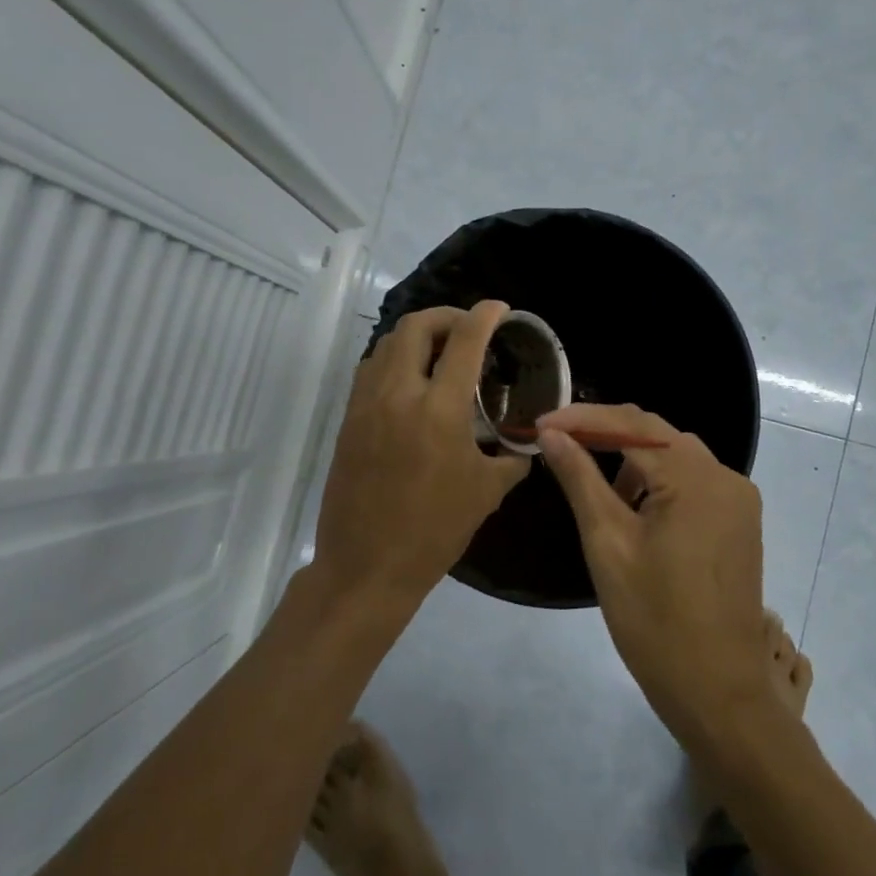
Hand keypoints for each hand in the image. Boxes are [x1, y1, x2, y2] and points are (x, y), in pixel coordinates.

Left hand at [314, 301, 530, 607]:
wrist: (367, 566)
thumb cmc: (434, 530)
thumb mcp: (487, 492)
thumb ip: (512, 457)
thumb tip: (527, 442)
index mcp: (439, 409)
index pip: (464, 339)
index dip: (485, 315)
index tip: (500, 309)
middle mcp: (398, 393)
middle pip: (415, 325)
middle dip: (446, 315)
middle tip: (468, 329)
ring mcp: (366, 404)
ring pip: (386, 343)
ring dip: (416, 336)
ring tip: (440, 353)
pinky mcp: (348, 419)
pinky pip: (370, 370)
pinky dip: (394, 360)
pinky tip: (412, 383)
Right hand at [536, 404, 771, 740]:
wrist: (718, 690)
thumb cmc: (654, 620)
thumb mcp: (607, 543)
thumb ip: (580, 479)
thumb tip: (552, 434)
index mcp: (695, 478)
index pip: (632, 424)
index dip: (583, 418)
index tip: (540, 424)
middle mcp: (725, 476)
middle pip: (657, 433)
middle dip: (605, 432)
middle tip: (557, 441)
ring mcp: (738, 500)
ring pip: (676, 455)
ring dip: (632, 456)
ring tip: (591, 480)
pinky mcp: (739, 522)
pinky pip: (693, 480)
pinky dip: (658, 479)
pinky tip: (633, 505)